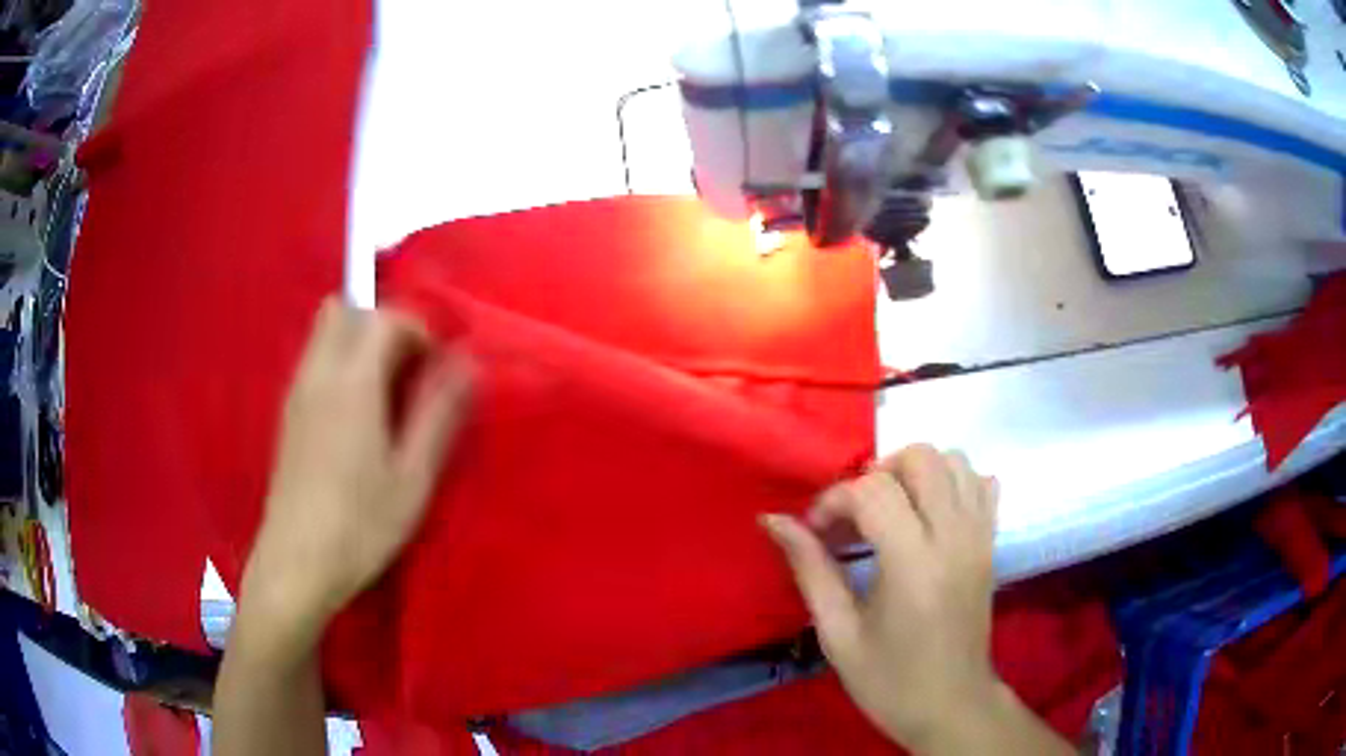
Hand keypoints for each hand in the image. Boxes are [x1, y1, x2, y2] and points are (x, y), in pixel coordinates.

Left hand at [243, 297, 471, 644]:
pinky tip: (357, 417)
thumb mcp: (413, 477)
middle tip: (408, 370)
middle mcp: (318, 373)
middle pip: (344, 309)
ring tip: (386, 395)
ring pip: (326, 332)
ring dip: (360, 342)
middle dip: (382, 323)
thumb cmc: (361, 524)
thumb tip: (468, 364)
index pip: (382, 316)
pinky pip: (315, 360)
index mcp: (351, 381)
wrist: (298, 562)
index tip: (436, 367)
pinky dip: (341, 363)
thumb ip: (439, 413)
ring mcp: (297, 391)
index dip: (417, 329)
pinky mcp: (288, 413)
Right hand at [762, 445, 1002, 751]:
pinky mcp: (992, 544)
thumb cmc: (889, 680)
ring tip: (891, 511)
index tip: (816, 532)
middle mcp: (954, 536)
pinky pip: (982, 486)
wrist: (952, 706)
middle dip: (877, 473)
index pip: (872, 491)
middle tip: (855, 515)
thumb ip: (810, 569)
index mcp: (913, 563)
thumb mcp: (838, 634)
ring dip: (916, 473)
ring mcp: (980, 536)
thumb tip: (773, 520)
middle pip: (922, 458)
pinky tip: (930, 515)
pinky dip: (955, 484)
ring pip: (956, 461)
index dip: (834, 500)